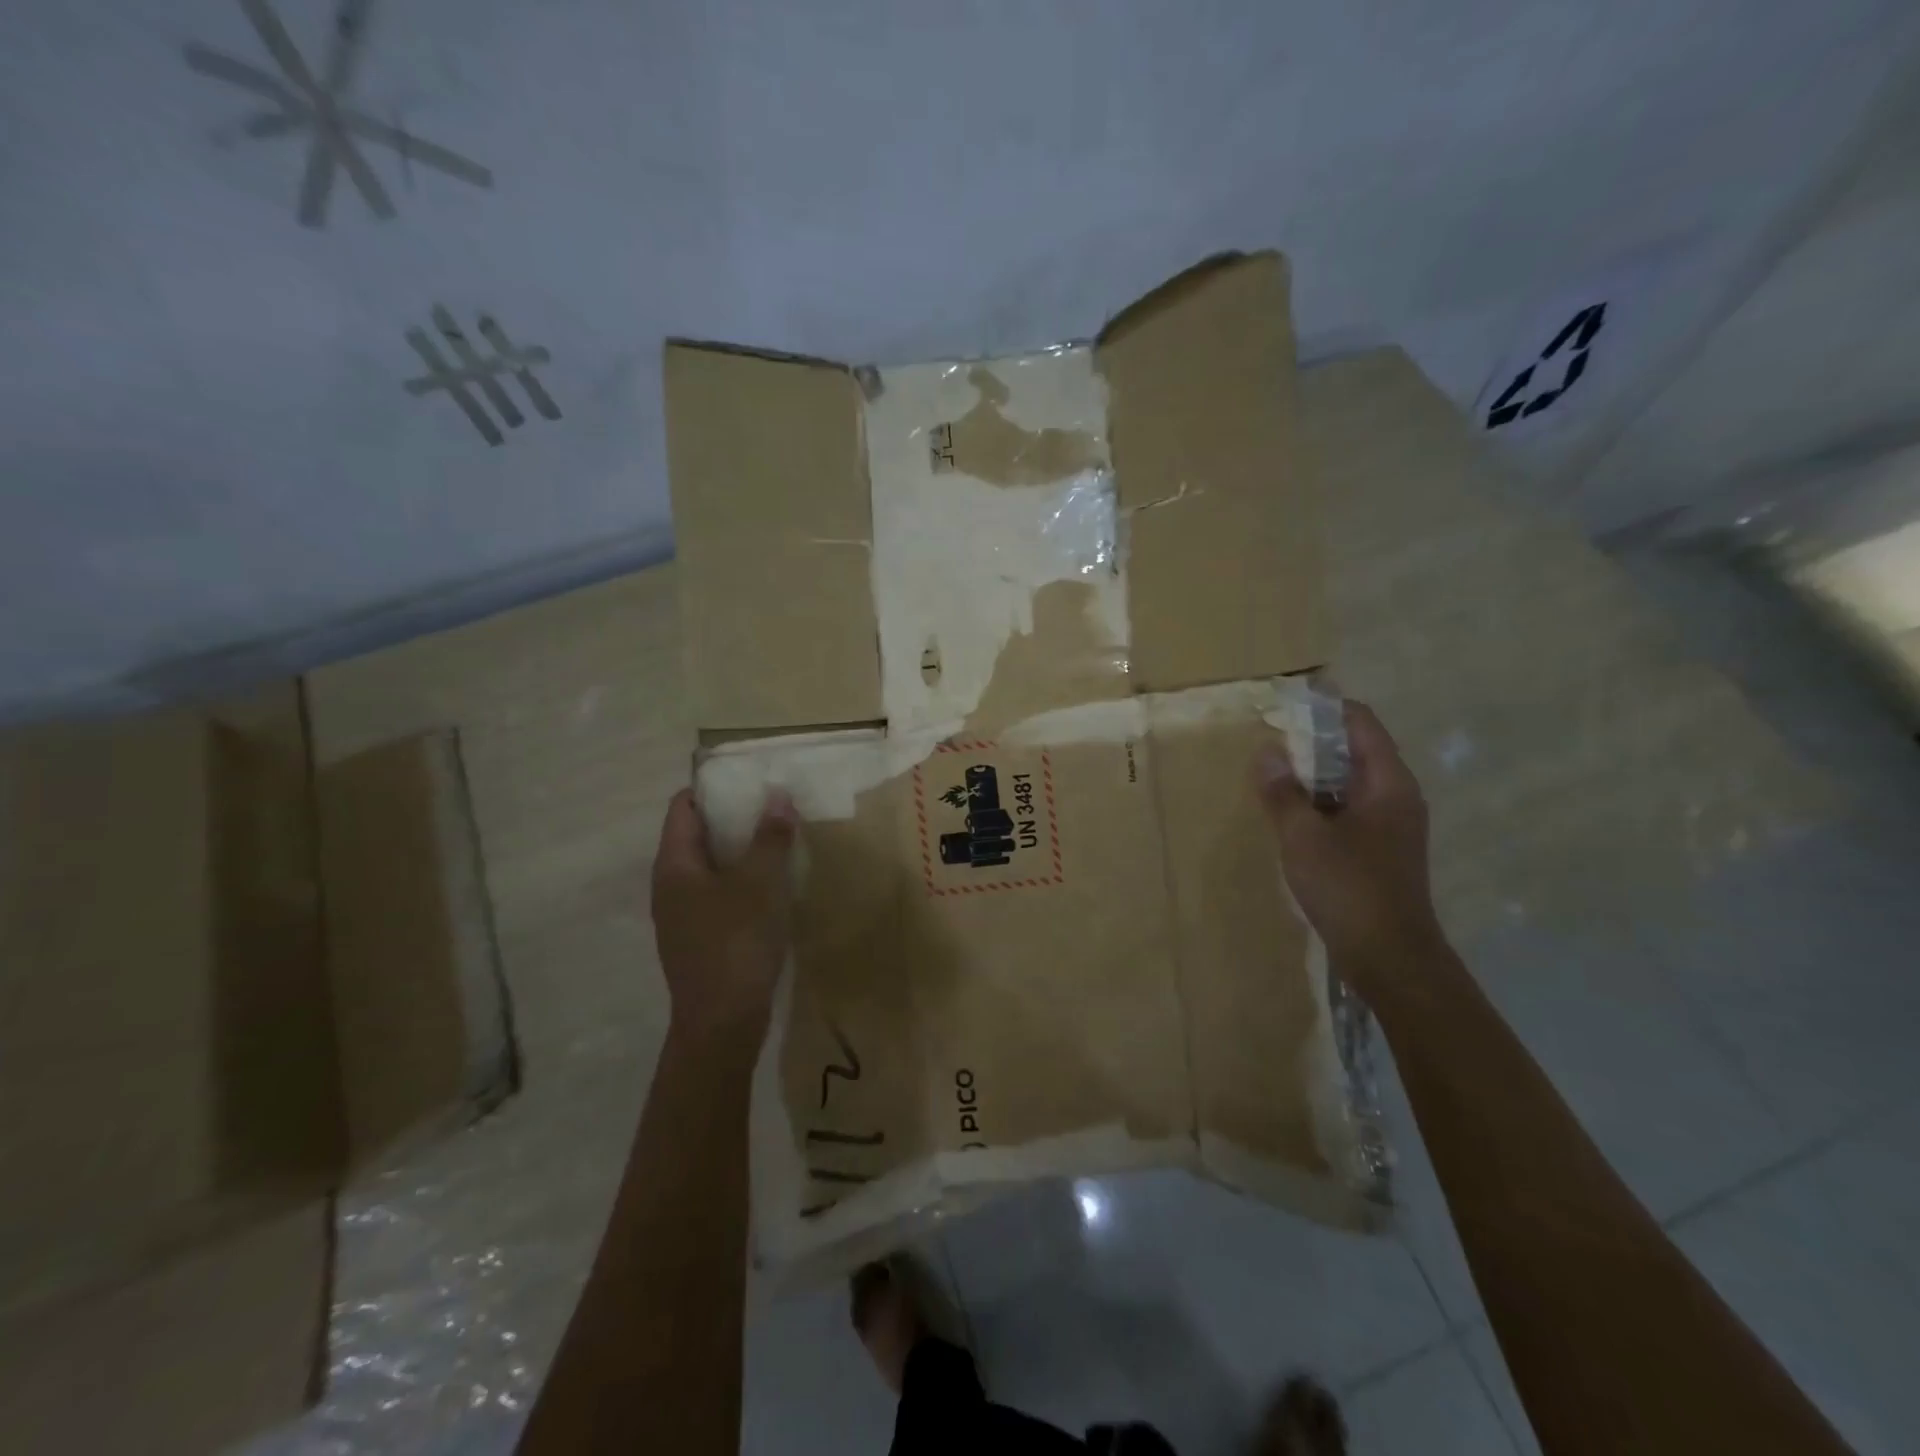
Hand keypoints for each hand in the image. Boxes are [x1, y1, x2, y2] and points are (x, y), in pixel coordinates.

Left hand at [650, 788, 796, 1041]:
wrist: (721, 1023)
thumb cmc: (737, 942)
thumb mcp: (761, 883)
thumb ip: (770, 837)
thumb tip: (777, 795)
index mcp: (674, 865)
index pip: (683, 807)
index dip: (711, 788)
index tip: (747, 779)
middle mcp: (668, 886)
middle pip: (694, 836)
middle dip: (731, 818)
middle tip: (770, 807)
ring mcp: (680, 916)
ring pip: (707, 868)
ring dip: (738, 852)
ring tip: (775, 842)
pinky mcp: (697, 940)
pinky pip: (715, 895)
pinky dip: (739, 882)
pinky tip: (769, 888)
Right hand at [1254, 701, 1445, 980]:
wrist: (1391, 957)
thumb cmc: (1349, 888)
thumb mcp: (1303, 836)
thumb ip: (1282, 792)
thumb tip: (1266, 751)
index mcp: (1388, 783)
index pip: (1361, 723)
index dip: (1326, 707)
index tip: (1286, 704)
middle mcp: (1397, 796)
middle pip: (1357, 750)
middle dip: (1313, 741)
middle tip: (1270, 739)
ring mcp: (1393, 825)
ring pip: (1351, 782)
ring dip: (1315, 774)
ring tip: (1273, 773)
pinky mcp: (1382, 850)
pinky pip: (1349, 809)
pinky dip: (1322, 801)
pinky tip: (1292, 814)